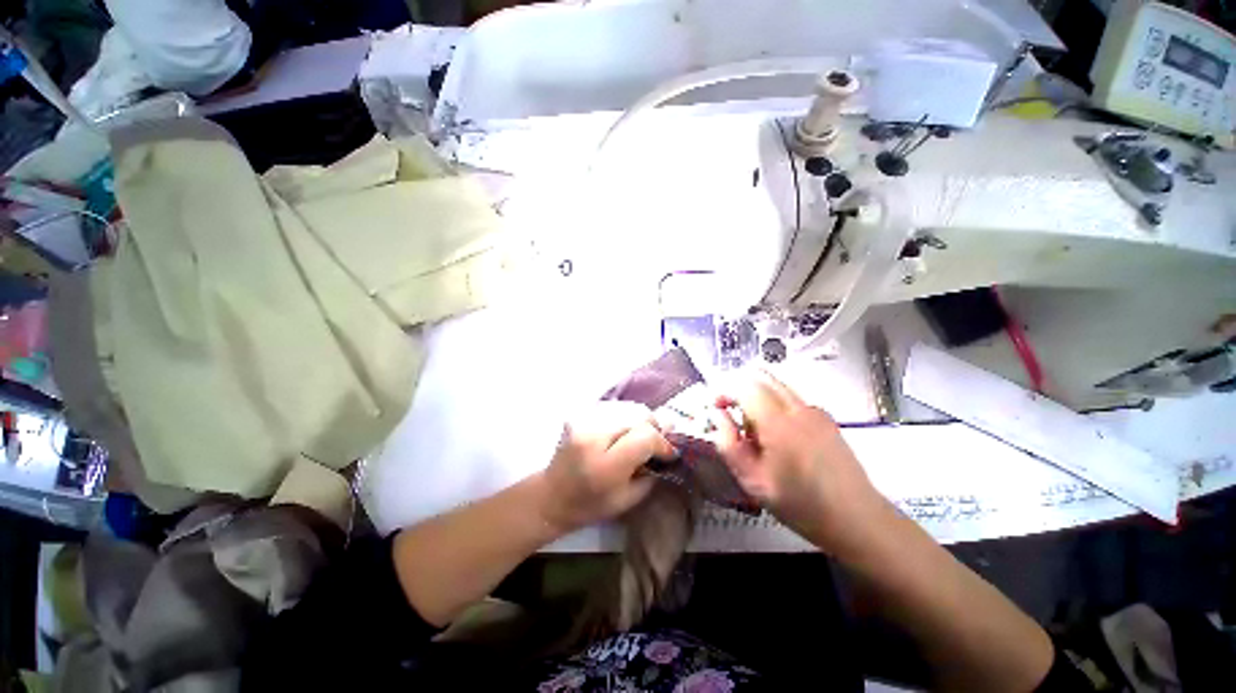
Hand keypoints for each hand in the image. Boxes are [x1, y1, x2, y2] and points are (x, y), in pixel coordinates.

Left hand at [540, 401, 675, 533]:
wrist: (552, 494)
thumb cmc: (591, 505)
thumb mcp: (629, 499)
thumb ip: (652, 471)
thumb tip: (670, 445)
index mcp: (605, 464)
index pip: (645, 436)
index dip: (662, 442)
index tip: (668, 454)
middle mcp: (593, 435)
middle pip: (639, 415)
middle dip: (653, 428)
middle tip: (656, 444)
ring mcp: (584, 420)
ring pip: (629, 407)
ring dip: (640, 422)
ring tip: (639, 438)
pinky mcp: (580, 413)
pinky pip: (615, 407)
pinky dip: (625, 418)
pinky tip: (623, 432)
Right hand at [711, 370, 888, 555]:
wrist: (858, 520)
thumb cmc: (800, 505)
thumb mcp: (753, 481)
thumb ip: (728, 444)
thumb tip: (717, 415)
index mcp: (778, 423)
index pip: (744, 385)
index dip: (725, 390)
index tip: (716, 407)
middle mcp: (798, 408)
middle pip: (761, 376)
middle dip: (739, 387)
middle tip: (730, 413)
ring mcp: (815, 410)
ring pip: (776, 385)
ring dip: (757, 396)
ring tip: (754, 430)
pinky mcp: (826, 417)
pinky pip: (791, 398)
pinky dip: (774, 404)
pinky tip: (778, 437)